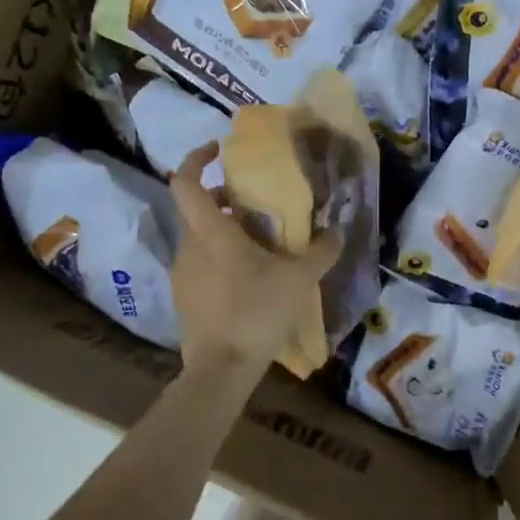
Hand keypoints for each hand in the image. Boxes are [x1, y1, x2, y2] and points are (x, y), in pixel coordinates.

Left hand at [168, 143, 345, 379]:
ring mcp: (182, 274)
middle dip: (222, 198)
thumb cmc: (257, 312)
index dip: (196, 159)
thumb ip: (320, 251)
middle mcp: (189, 247)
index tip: (218, 150)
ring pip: (198, 237)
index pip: (185, 183)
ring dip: (222, 229)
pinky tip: (248, 276)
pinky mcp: (184, 297)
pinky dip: (219, 256)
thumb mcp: (299, 279)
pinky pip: (199, 262)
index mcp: (211, 233)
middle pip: (196, 209)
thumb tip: (337, 231)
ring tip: (258, 242)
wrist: (221, 369)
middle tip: (253, 202)